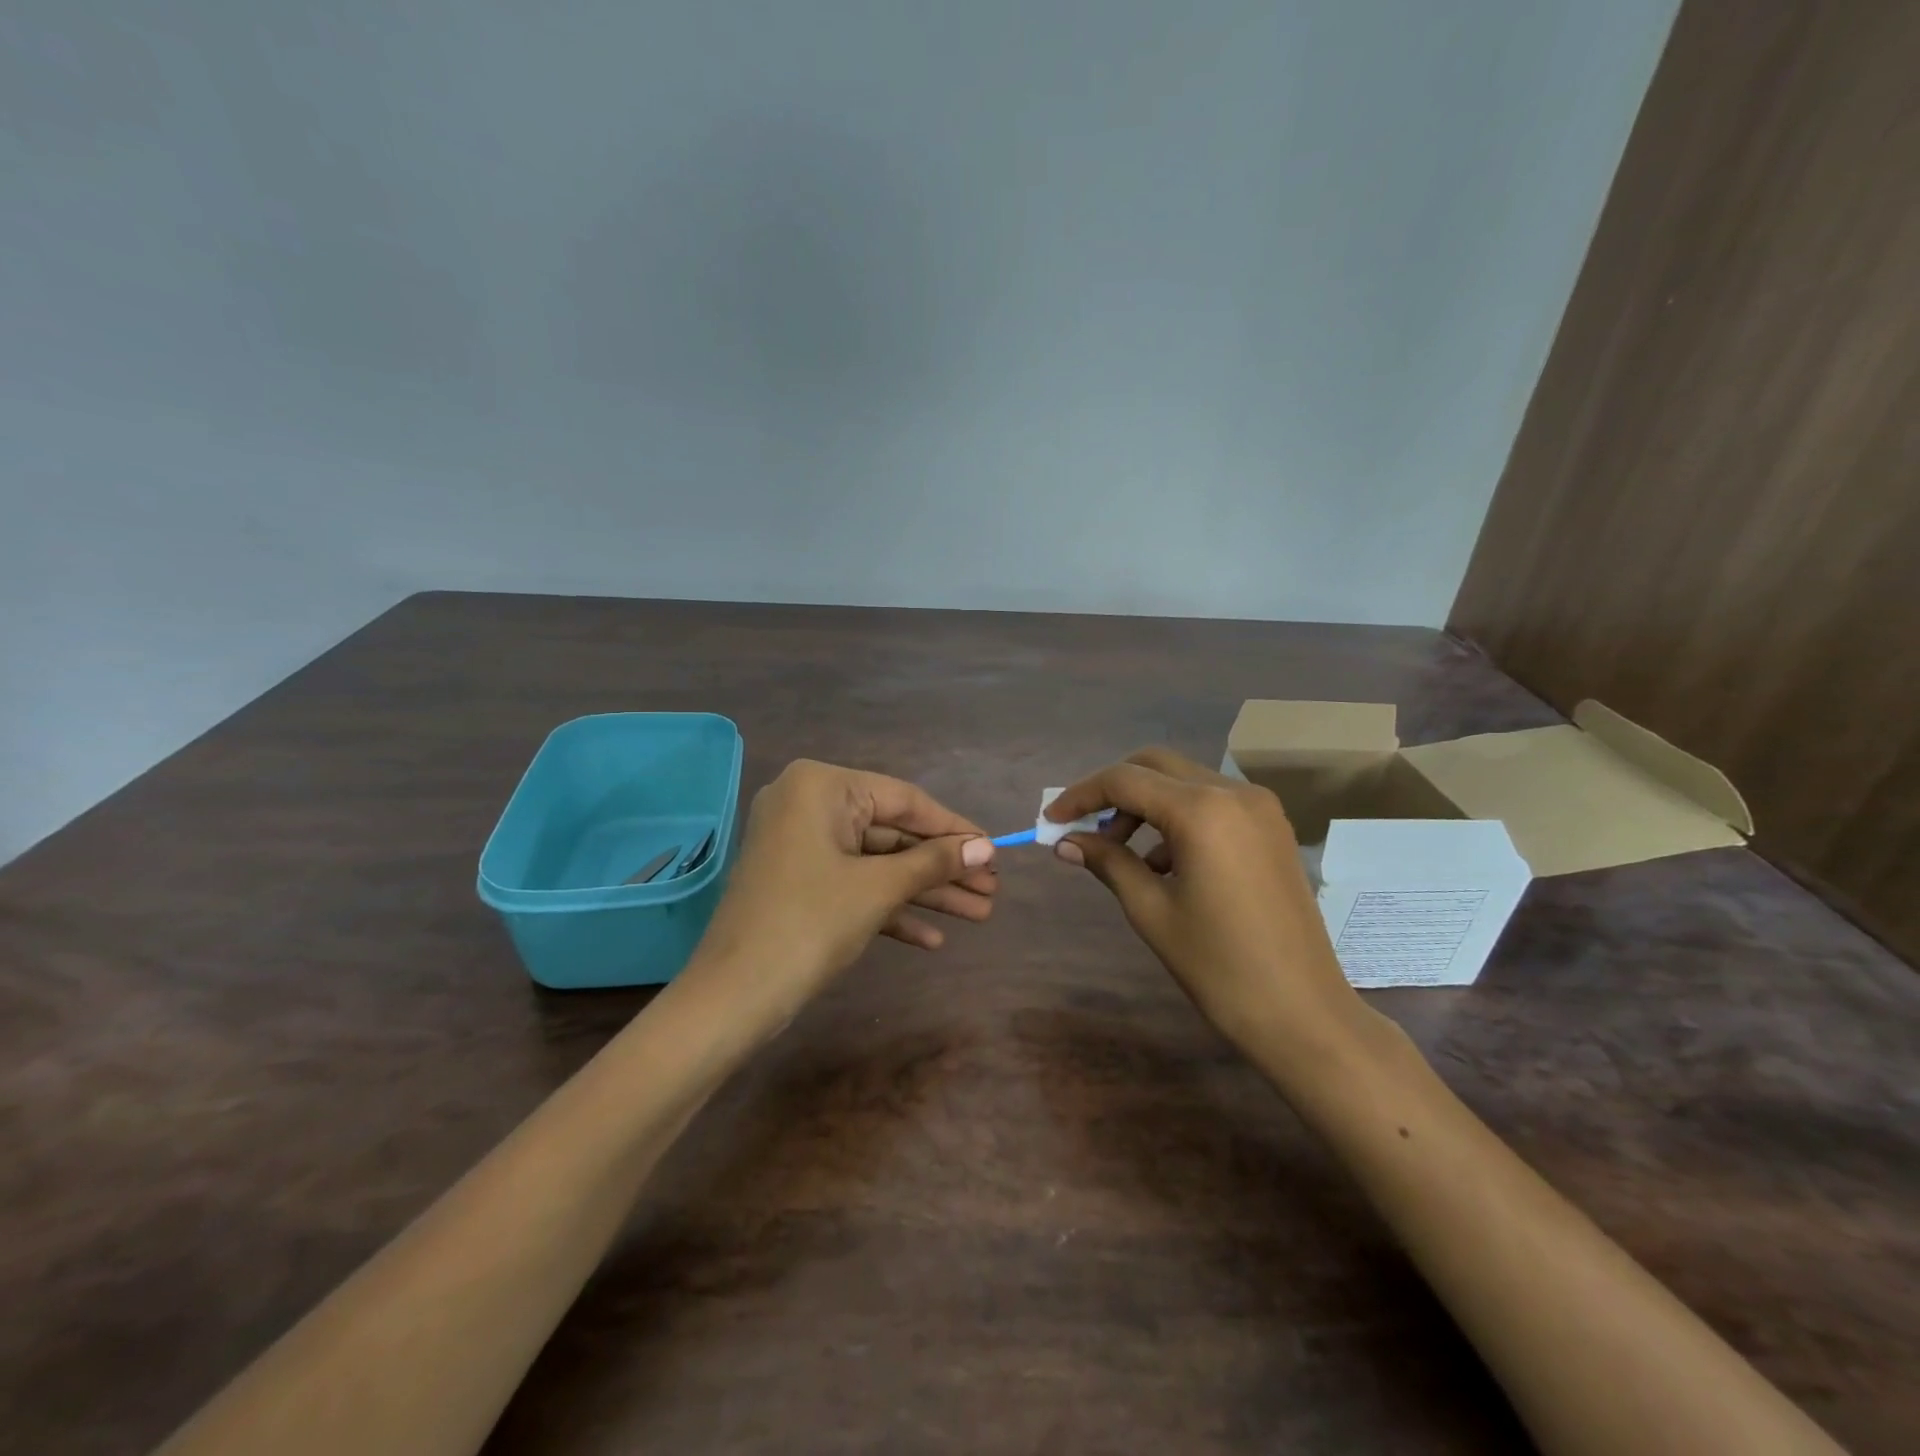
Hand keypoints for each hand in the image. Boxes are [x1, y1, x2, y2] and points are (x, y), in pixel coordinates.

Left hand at [691, 759, 996, 1029]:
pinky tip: (932, 939)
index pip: (905, 800)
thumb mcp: (878, 889)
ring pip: (877, 862)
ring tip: (979, 913)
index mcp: (822, 787)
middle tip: (991, 890)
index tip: (995, 851)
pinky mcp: (799, 882)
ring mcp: (801, 845)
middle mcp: (809, 805)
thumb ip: (934, 862)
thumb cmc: (809, 925)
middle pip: (893, 833)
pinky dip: (889, 908)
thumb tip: (986, 848)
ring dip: (924, 891)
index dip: (954, 828)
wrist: (732, 997)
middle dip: (942, 867)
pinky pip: (854, 885)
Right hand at [1046, 748, 1369, 1068]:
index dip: (1080, 795)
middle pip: (1155, 765)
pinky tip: (1164, 864)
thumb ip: (1107, 862)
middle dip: (1113, 791)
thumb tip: (1066, 842)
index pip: (1124, 780)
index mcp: (1202, 810)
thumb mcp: (1151, 910)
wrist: (1303, 1013)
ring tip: (1121, 852)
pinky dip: (1178, 817)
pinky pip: (1212, 802)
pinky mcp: (1272, 827)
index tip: (1051, 820)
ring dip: (1145, 804)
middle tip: (1085, 829)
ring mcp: (1260, 807)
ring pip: (1184, 781)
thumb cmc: (1219, 966)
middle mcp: (1234, 792)